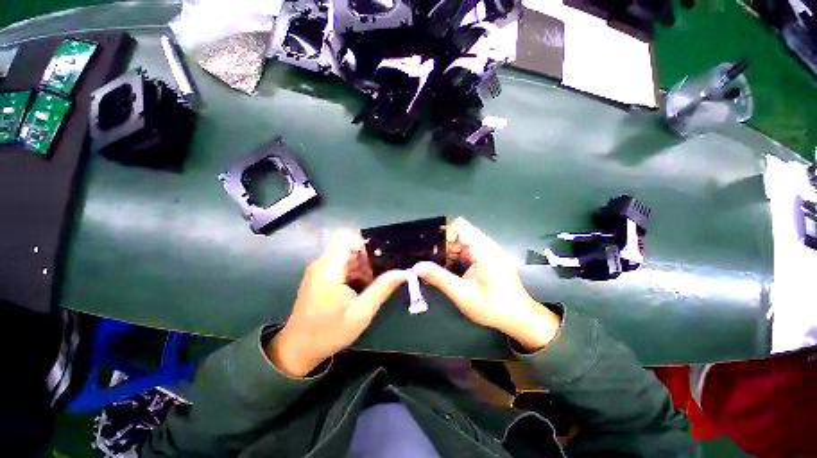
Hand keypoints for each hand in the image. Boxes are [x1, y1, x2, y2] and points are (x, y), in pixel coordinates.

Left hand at [267, 232, 405, 376]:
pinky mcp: (319, 276)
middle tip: (381, 272)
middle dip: (366, 256)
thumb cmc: (330, 332)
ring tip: (372, 282)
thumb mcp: (361, 312)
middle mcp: (321, 264)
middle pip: (347, 245)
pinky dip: (353, 270)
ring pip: (345, 254)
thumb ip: (382, 289)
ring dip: (361, 264)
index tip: (380, 257)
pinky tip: (361, 287)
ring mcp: (319, 270)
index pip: (345, 239)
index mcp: (329, 270)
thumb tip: (403, 272)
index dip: (364, 243)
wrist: (299, 348)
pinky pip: (340, 264)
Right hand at [413, 218, 560, 350]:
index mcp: (483, 249)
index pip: (459, 226)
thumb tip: (417, 266)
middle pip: (459, 233)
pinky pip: (468, 249)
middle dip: (443, 246)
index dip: (443, 234)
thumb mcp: (462, 294)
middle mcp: (487, 245)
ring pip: (462, 241)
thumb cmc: (493, 307)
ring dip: (449, 252)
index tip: (431, 251)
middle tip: (431, 262)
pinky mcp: (488, 258)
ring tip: (439, 268)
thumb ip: (439, 278)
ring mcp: (489, 251)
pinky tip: (451, 271)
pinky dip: (456, 257)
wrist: (520, 318)